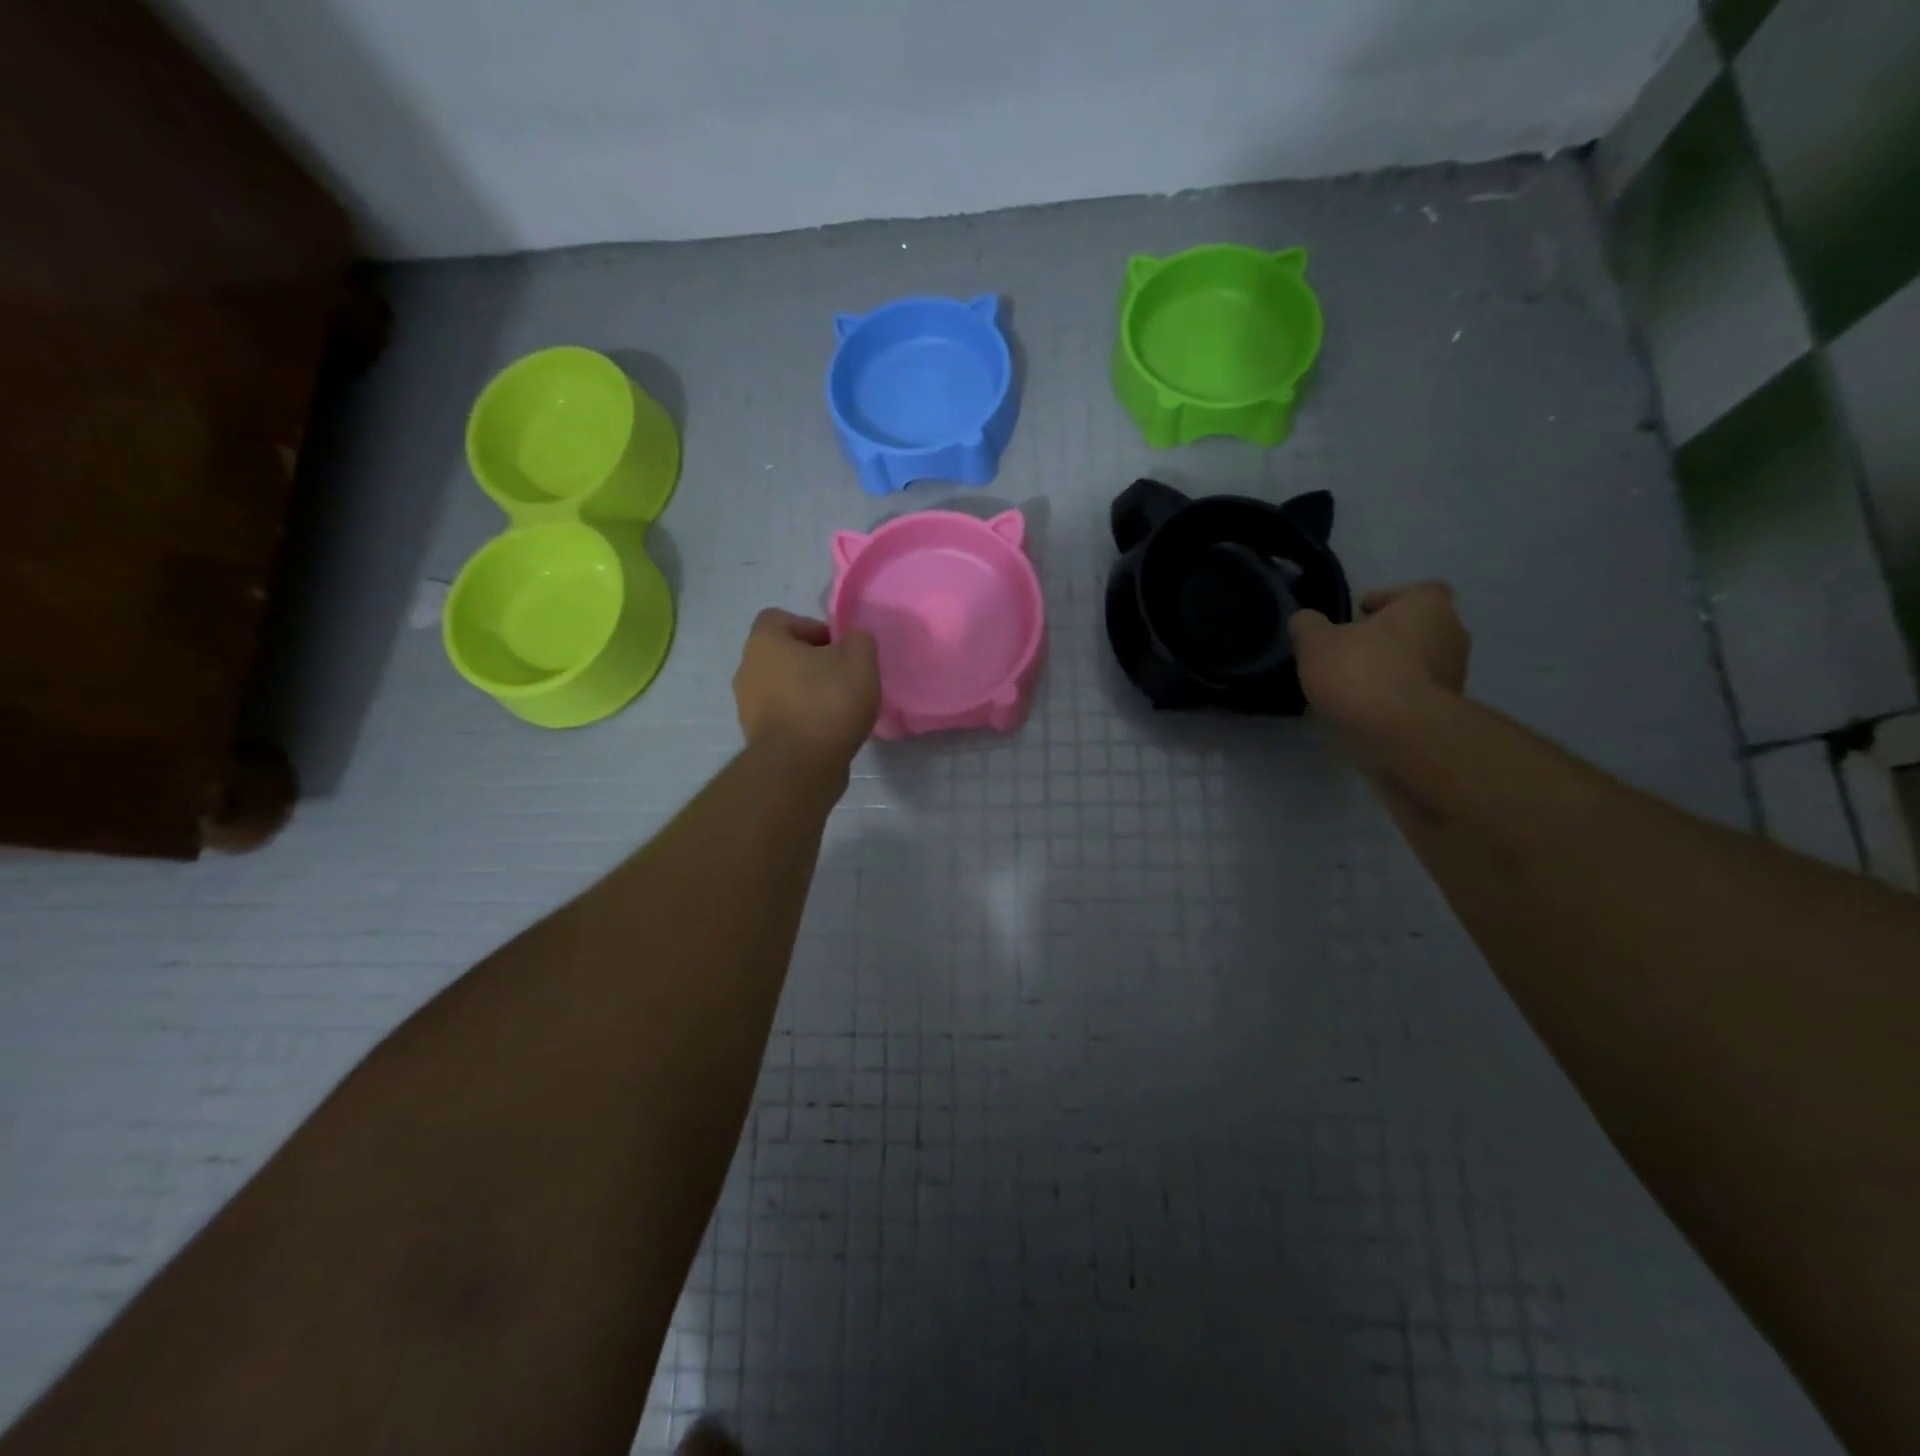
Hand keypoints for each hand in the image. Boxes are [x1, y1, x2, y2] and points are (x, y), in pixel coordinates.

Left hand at [733, 609, 879, 769]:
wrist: (800, 767)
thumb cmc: (827, 703)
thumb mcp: (860, 661)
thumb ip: (859, 640)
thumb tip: (852, 641)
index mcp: (764, 642)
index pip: (780, 619)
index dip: (811, 627)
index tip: (837, 648)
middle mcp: (747, 669)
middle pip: (781, 655)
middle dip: (812, 663)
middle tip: (843, 678)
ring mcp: (747, 706)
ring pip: (781, 688)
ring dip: (806, 693)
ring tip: (838, 709)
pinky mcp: (757, 738)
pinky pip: (783, 717)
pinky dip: (802, 719)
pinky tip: (828, 732)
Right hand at [1290, 581, 1470, 733]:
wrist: (1401, 731)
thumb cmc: (1362, 671)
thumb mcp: (1316, 643)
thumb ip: (1308, 626)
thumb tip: (1304, 620)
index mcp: (1427, 606)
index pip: (1416, 590)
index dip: (1388, 599)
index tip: (1361, 614)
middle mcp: (1451, 633)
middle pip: (1420, 626)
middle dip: (1390, 636)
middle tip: (1355, 649)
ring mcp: (1455, 673)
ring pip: (1421, 661)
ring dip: (1395, 667)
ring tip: (1356, 683)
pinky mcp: (1447, 708)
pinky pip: (1418, 692)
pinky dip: (1397, 695)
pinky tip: (1368, 707)